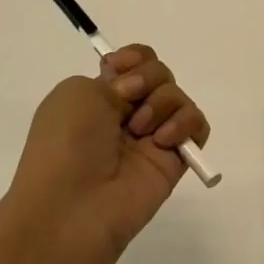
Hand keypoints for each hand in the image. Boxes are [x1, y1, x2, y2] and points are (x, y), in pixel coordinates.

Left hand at [3, 44, 210, 263]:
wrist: (72, 204)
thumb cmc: (65, 143)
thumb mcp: (75, 91)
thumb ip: (116, 77)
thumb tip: (138, 94)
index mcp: (100, 96)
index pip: (135, 62)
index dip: (135, 58)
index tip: (120, 67)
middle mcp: (128, 114)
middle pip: (161, 74)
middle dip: (148, 78)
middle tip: (129, 98)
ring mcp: (153, 136)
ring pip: (179, 97)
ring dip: (162, 103)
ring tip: (141, 130)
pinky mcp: (175, 159)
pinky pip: (197, 126)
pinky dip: (185, 124)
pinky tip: (162, 141)